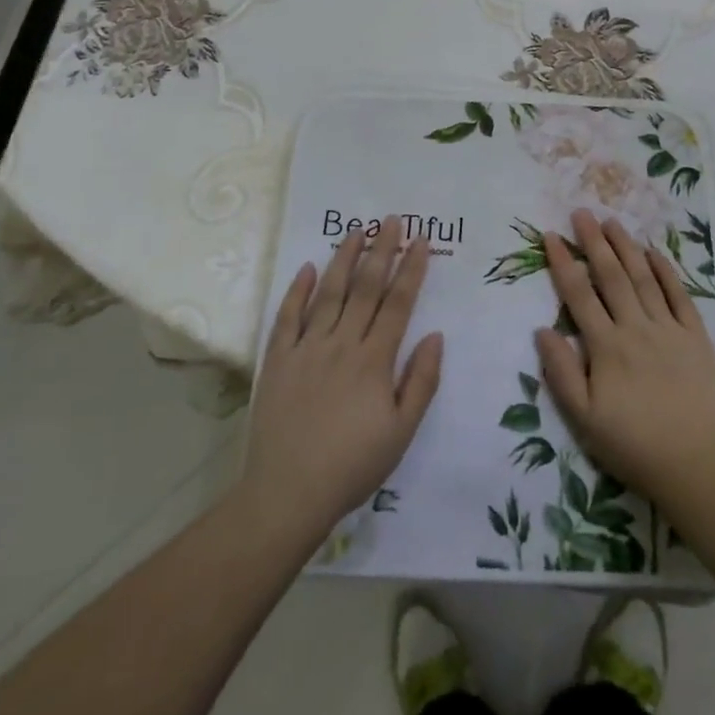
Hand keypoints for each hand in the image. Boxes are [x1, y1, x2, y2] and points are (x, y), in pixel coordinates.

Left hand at [240, 222, 443, 545]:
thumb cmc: (352, 466)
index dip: (411, 269)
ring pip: (329, 292)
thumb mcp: (401, 433)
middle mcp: (343, 343)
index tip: (421, 240)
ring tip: (357, 230)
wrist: (287, 494)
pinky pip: (288, 316)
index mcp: (374, 360)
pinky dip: (298, 289)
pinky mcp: (278, 359)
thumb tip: (436, 335)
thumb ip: (421, 382)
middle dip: (382, 250)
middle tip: (392, 220)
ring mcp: (307, 348)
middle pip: (366, 287)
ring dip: (345, 258)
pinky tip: (308, 267)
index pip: (398, 303)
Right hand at [534, 210, 714, 519]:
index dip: (563, 263)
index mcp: (606, 347)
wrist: (699, 467)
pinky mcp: (697, 337)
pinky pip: (679, 295)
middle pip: (611, 276)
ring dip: (626, 247)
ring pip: (643, 278)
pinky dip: (666, 271)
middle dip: (594, 241)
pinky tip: (654, 252)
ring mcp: (669, 329)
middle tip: (581, 212)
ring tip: (612, 221)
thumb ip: (562, 373)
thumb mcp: (585, 421)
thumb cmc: (635, 447)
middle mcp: (636, 328)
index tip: (550, 235)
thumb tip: (542, 329)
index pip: (579, 295)